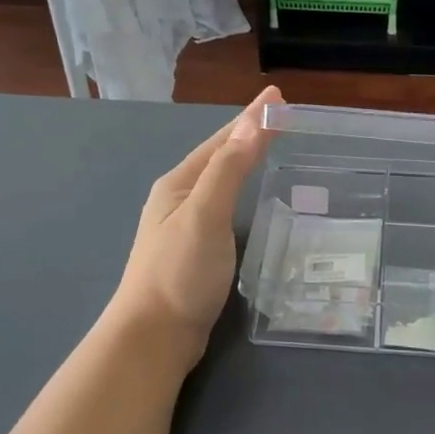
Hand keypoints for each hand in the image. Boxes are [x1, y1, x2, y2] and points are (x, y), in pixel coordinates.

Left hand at [108, 87, 281, 365]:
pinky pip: (223, 207)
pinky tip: (250, 201)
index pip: (221, 140)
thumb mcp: (205, 215)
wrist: (154, 337)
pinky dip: (241, 192)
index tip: (278, 96)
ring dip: (243, 161)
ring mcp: (183, 226)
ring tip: (268, 148)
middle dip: (247, 134)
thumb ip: (228, 170)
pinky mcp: (194, 251)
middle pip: (218, 156)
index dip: (250, 117)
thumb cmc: (179, 272)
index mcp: (179, 184)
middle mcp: (178, 198)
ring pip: (220, 182)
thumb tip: (253, 123)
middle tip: (281, 118)